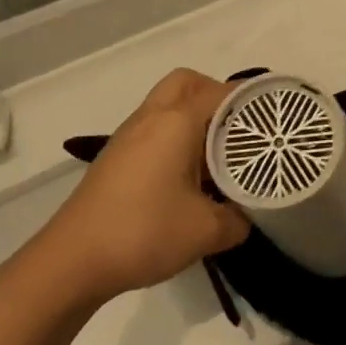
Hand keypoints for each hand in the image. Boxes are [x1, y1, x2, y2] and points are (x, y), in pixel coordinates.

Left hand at [36, 69, 250, 303]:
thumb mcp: (206, 231)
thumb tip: (245, 216)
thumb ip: (238, 219)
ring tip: (218, 153)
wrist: (71, 262)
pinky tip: (187, 175)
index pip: (222, 93)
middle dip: (217, 96)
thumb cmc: (143, 233)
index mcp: (176, 122)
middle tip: (239, 128)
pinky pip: (154, 127)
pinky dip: (175, 136)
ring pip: (167, 104)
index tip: (274, 121)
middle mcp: (151, 117)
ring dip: (194, 117)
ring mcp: (128, 136)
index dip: (251, 101)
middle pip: (187, 82)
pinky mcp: (115, 158)